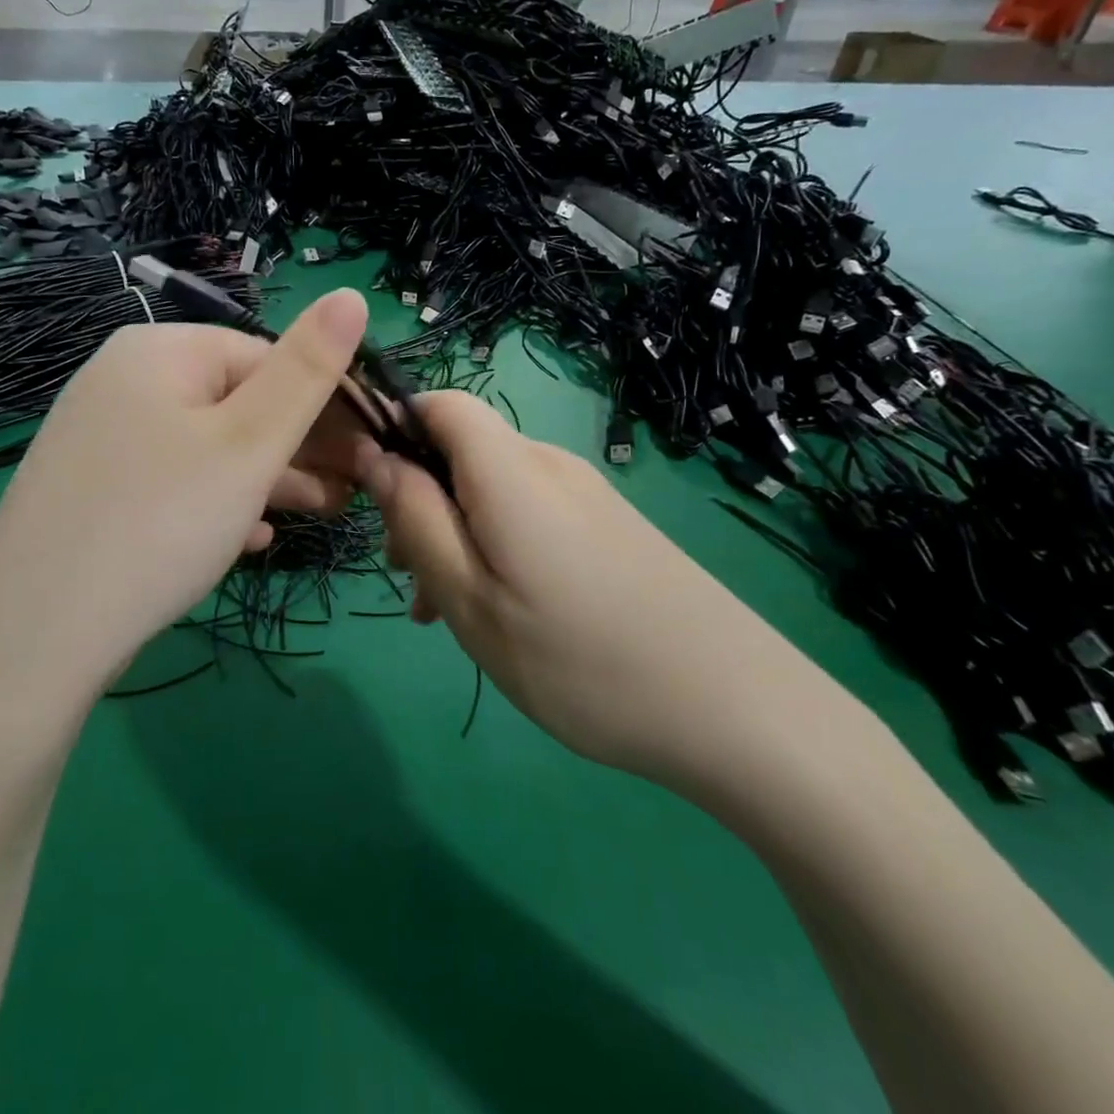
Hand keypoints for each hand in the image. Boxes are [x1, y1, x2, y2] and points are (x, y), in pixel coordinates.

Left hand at [0, 289, 374, 703]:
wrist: (33, 636)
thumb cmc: (161, 520)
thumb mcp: (250, 442)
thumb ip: (308, 368)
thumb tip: (353, 294)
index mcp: (159, 351)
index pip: (266, 356)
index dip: (327, 401)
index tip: (372, 448)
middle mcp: (123, 381)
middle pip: (236, 401)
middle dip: (302, 444)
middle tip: (354, 488)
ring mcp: (102, 437)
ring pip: (208, 446)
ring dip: (270, 477)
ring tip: (321, 512)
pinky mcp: (92, 491)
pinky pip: (173, 483)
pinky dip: (219, 503)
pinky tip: (252, 539)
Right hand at [363, 392, 853, 797]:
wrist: (742, 710)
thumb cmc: (584, 662)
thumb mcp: (473, 601)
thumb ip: (417, 520)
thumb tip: (376, 457)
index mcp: (512, 471)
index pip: (441, 403)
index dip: (396, 429)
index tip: (372, 494)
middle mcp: (552, 466)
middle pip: (463, 452)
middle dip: (420, 501)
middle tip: (409, 581)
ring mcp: (589, 496)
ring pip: (494, 490)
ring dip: (457, 534)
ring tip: (448, 613)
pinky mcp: (612, 527)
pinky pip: (532, 516)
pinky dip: (499, 547)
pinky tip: (504, 612)